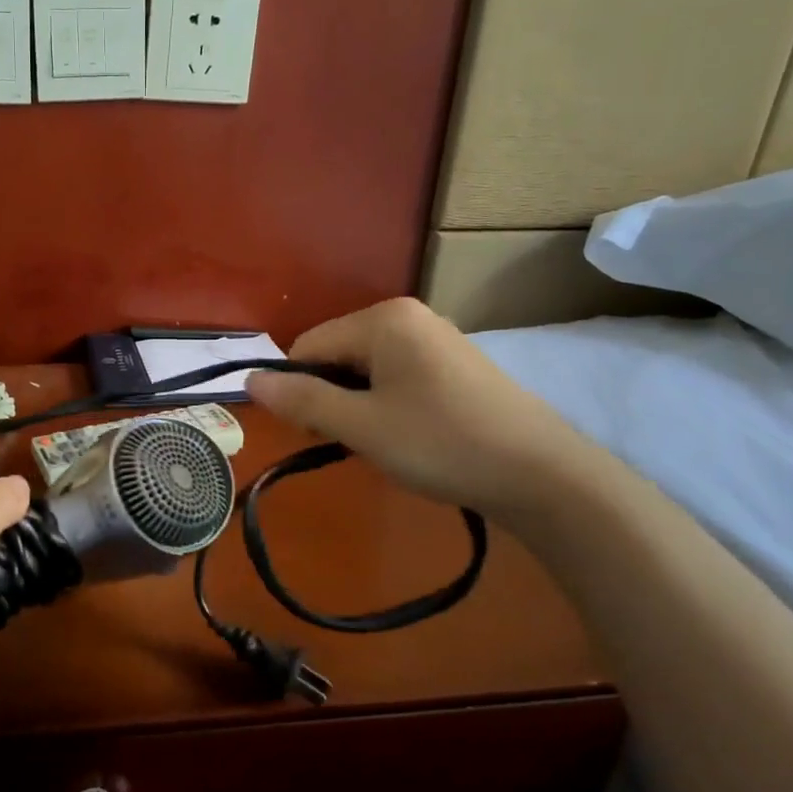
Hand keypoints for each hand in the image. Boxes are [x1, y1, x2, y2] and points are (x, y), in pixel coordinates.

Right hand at [246, 297, 585, 517]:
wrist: (542, 475)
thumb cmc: (441, 444)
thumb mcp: (361, 426)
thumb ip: (302, 401)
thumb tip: (250, 380)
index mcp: (383, 319)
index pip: (307, 345)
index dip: (299, 390)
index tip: (317, 432)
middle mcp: (408, 316)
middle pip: (337, 354)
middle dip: (331, 398)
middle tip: (354, 441)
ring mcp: (436, 339)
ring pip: (365, 369)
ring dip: (358, 405)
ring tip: (384, 442)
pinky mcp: (454, 364)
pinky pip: (396, 377)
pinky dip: (387, 405)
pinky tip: (410, 436)